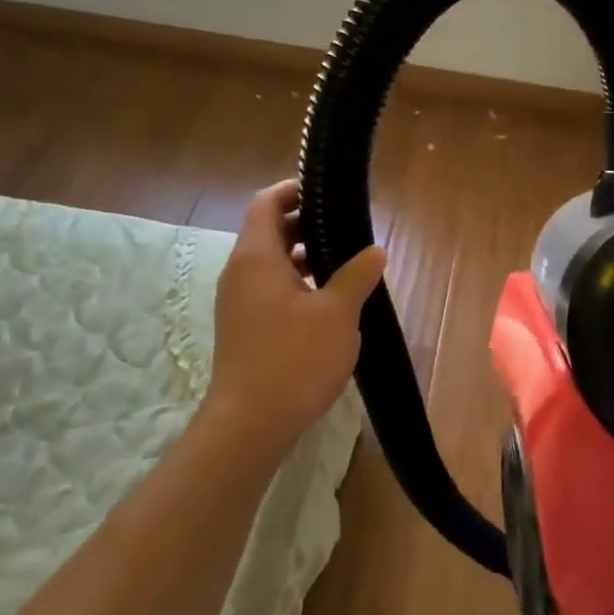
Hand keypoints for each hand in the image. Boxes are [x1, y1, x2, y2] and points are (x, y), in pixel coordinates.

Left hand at [203, 180, 385, 457]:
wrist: (250, 423)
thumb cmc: (294, 358)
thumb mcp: (338, 313)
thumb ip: (357, 275)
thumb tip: (375, 251)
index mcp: (256, 257)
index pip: (266, 203)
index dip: (293, 190)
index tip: (325, 192)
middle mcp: (240, 273)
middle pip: (268, 231)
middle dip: (304, 224)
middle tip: (344, 228)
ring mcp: (238, 303)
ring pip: (270, 264)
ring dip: (302, 257)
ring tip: (343, 263)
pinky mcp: (243, 328)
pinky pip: (268, 290)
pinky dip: (295, 283)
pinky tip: (327, 303)